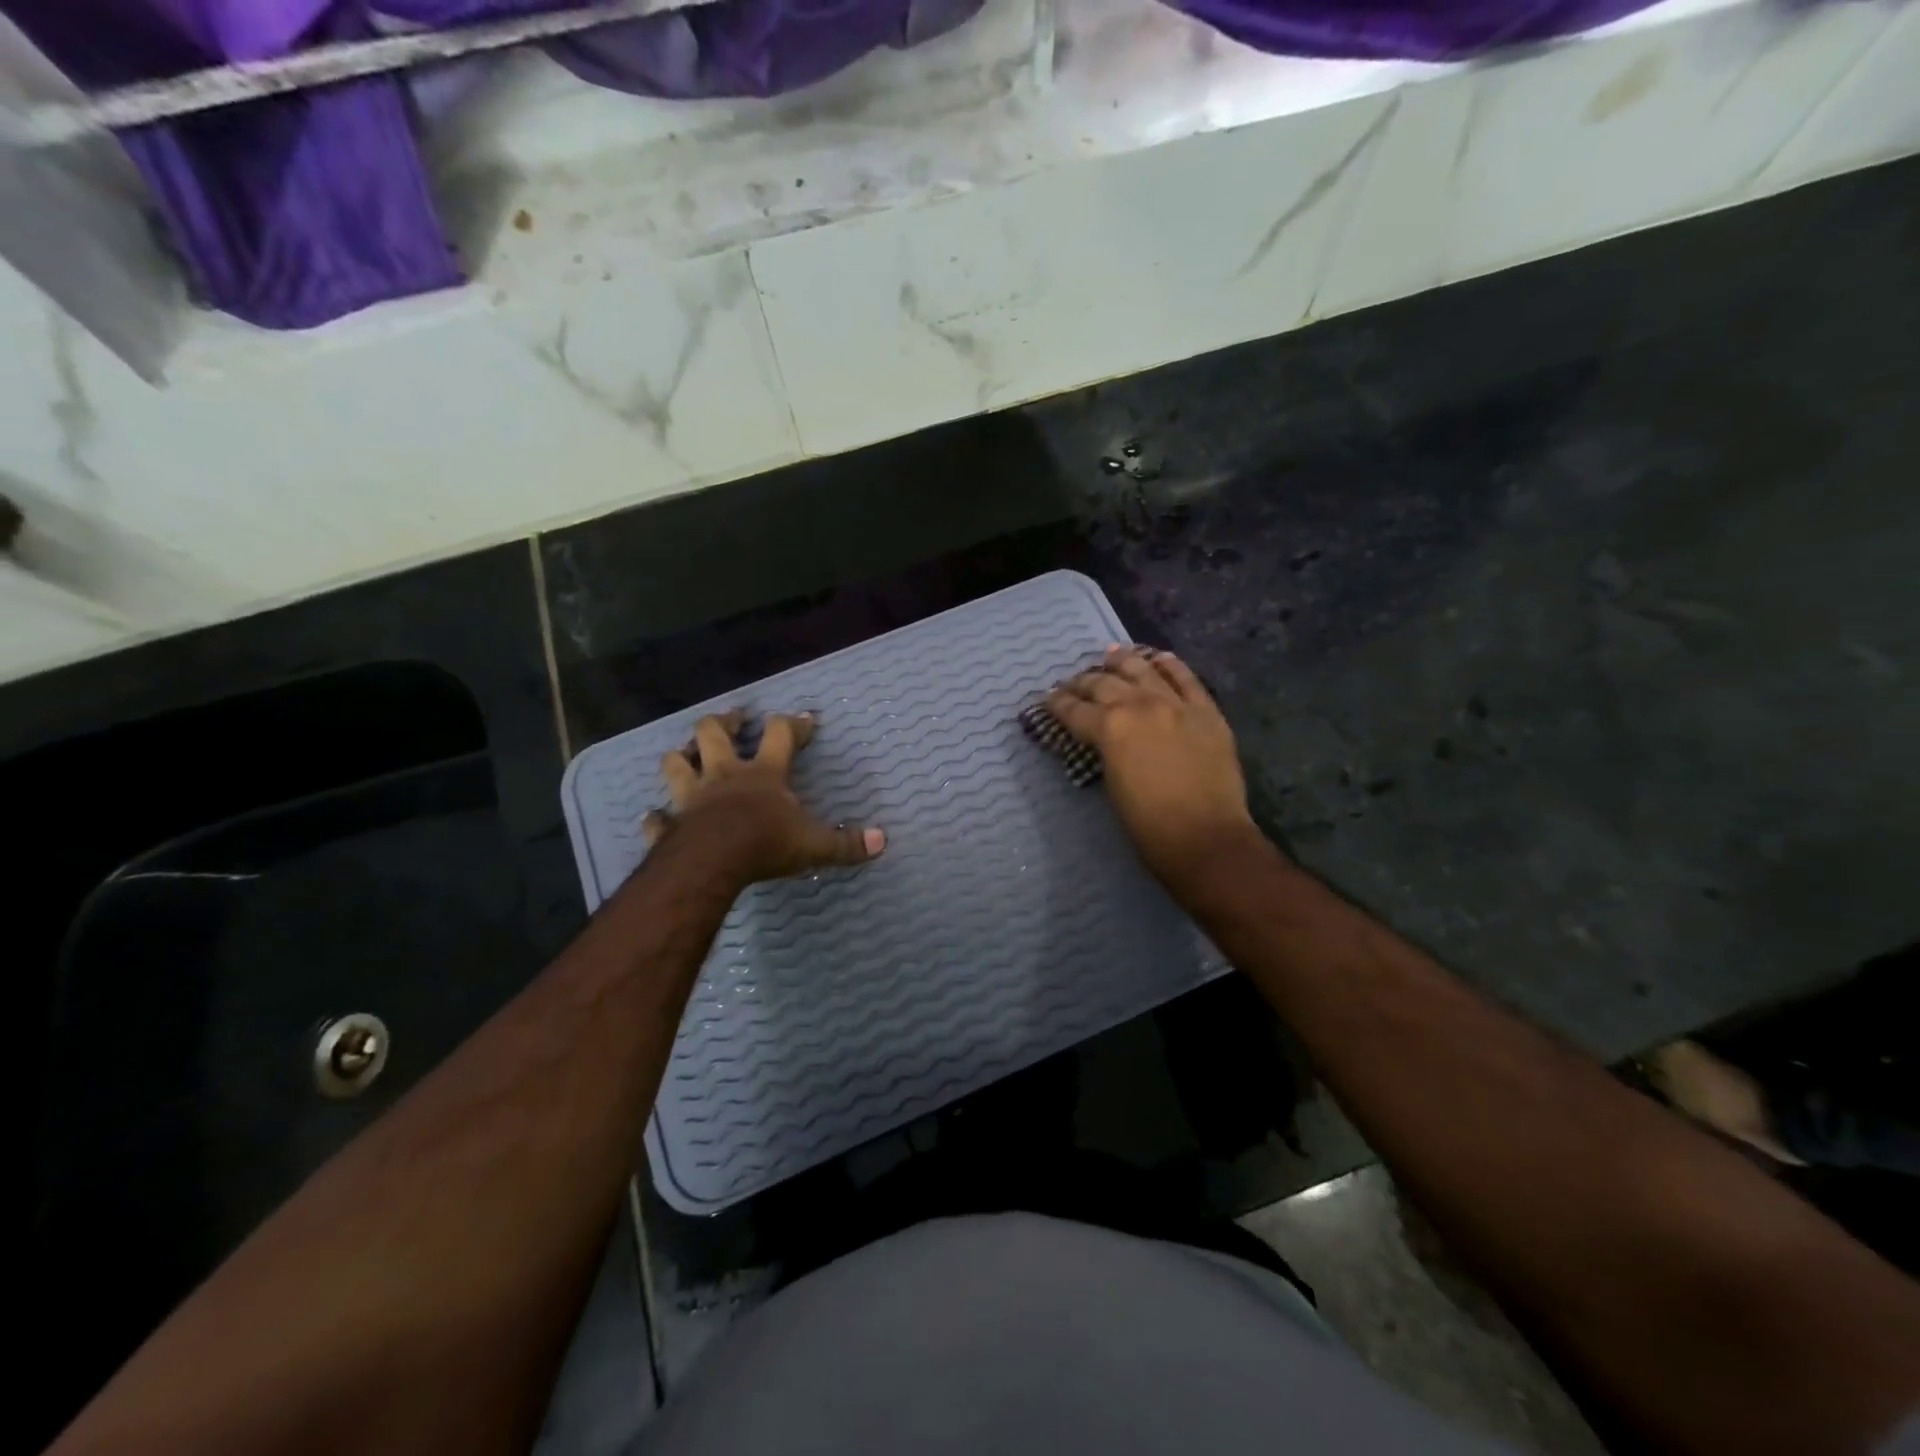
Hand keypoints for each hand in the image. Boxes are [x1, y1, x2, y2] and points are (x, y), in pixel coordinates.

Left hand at [644, 710, 884, 887]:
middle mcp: (724, 775)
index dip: (793, 724)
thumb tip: (883, 841)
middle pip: (714, 733)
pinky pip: (656, 818)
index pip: (781, 734)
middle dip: (725, 722)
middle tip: (734, 718)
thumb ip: (846, 844)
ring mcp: (691, 797)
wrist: (711, 863)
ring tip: (685, 753)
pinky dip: (655, 817)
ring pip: (675, 763)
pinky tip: (653, 817)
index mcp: (763, 774)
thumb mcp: (813, 845)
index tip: (805, 719)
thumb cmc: (764, 844)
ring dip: (680, 756)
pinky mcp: (670, 825)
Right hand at [1046, 647, 1260, 891]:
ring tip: (1111, 654)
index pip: (1075, 709)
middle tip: (1073, 683)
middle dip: (1084, 681)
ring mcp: (1177, 705)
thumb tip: (1102, 739)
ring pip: (1144, 670)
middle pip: (1105, 684)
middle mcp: (1140, 706)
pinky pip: (1187, 679)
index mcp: (1111, 728)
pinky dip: (1171, 666)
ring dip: (1124, 661)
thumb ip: (1105, 752)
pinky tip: (1160, 658)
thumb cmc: (1149, 825)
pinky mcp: (1207, 712)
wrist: (1206, 838)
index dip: (1057, 704)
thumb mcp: (1112, 784)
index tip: (1048, 699)